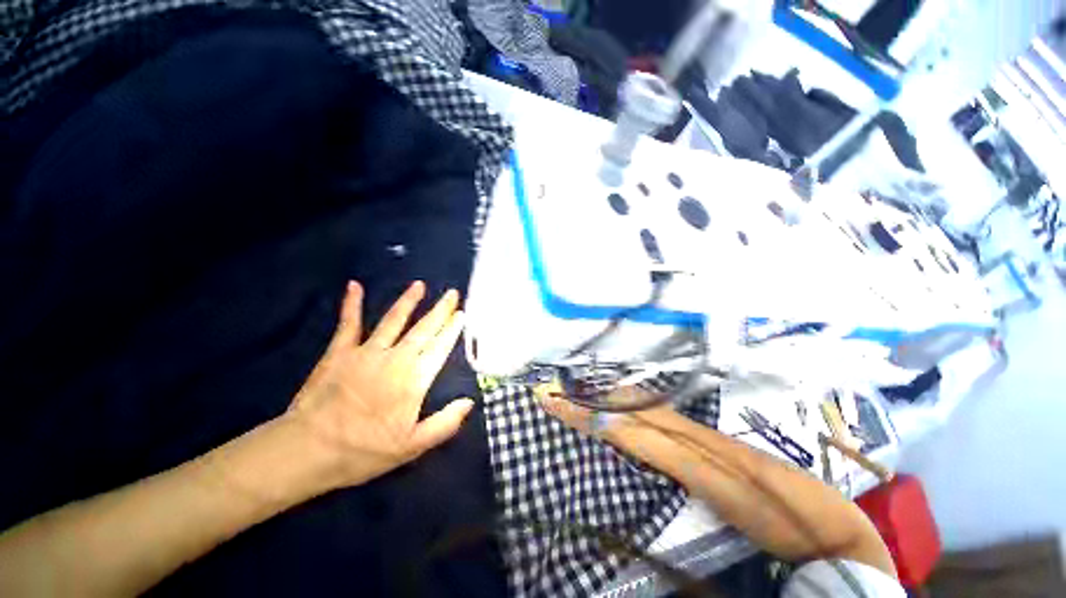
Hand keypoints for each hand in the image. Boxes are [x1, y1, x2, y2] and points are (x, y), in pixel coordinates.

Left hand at [284, 281, 472, 488]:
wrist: (307, 450)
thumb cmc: (363, 451)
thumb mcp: (412, 446)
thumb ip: (445, 423)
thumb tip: (469, 402)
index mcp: (414, 379)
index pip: (440, 347)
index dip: (452, 329)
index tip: (462, 314)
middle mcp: (395, 358)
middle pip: (423, 329)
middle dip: (440, 310)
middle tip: (452, 293)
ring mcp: (367, 352)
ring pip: (393, 320)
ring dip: (408, 301)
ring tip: (419, 285)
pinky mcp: (340, 351)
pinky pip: (349, 323)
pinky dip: (351, 304)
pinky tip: (354, 286)